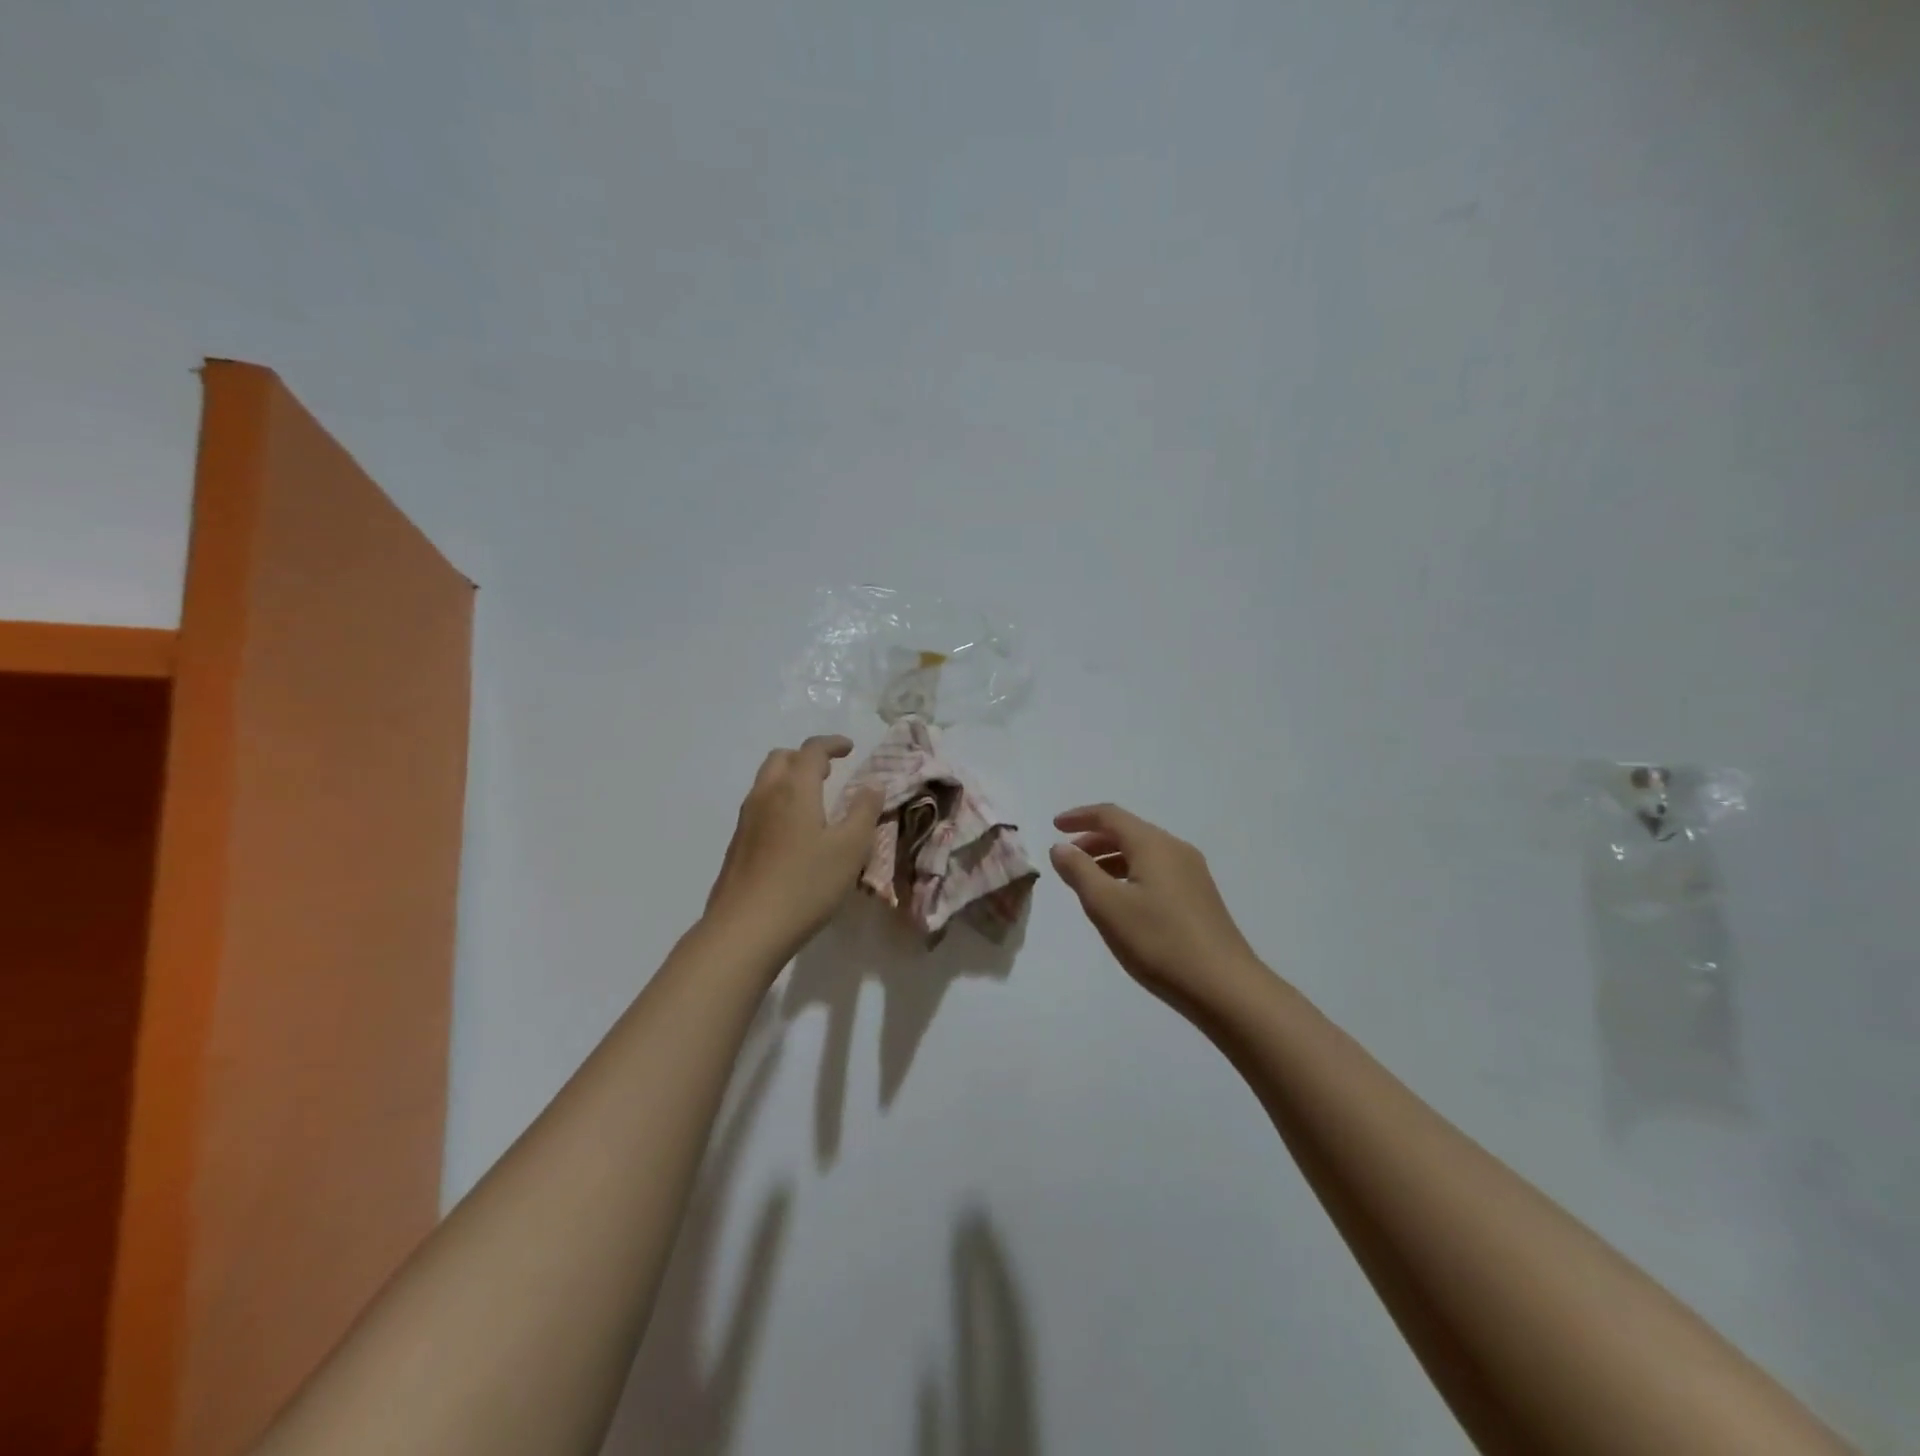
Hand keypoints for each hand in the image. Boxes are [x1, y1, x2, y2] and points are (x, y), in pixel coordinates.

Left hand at [705, 736, 883, 954]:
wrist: (745, 929)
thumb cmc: (805, 884)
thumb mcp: (850, 849)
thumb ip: (864, 812)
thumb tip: (872, 785)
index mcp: (794, 789)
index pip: (812, 750)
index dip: (832, 744)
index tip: (849, 748)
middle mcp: (765, 795)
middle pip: (782, 759)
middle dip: (806, 758)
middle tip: (830, 772)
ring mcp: (746, 820)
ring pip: (766, 782)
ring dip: (790, 779)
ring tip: (814, 801)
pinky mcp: (737, 845)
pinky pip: (760, 807)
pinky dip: (779, 803)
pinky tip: (794, 833)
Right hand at [1050, 803, 1262, 1007]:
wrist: (1225, 987)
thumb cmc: (1159, 942)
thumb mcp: (1107, 906)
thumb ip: (1079, 871)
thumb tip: (1060, 847)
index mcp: (1153, 844)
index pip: (1110, 815)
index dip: (1080, 817)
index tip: (1054, 826)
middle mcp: (1175, 850)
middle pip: (1128, 831)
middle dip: (1094, 839)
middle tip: (1067, 858)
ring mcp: (1192, 873)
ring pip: (1143, 853)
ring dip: (1111, 859)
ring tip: (1087, 882)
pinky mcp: (1199, 897)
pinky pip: (1156, 871)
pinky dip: (1130, 874)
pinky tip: (1121, 902)